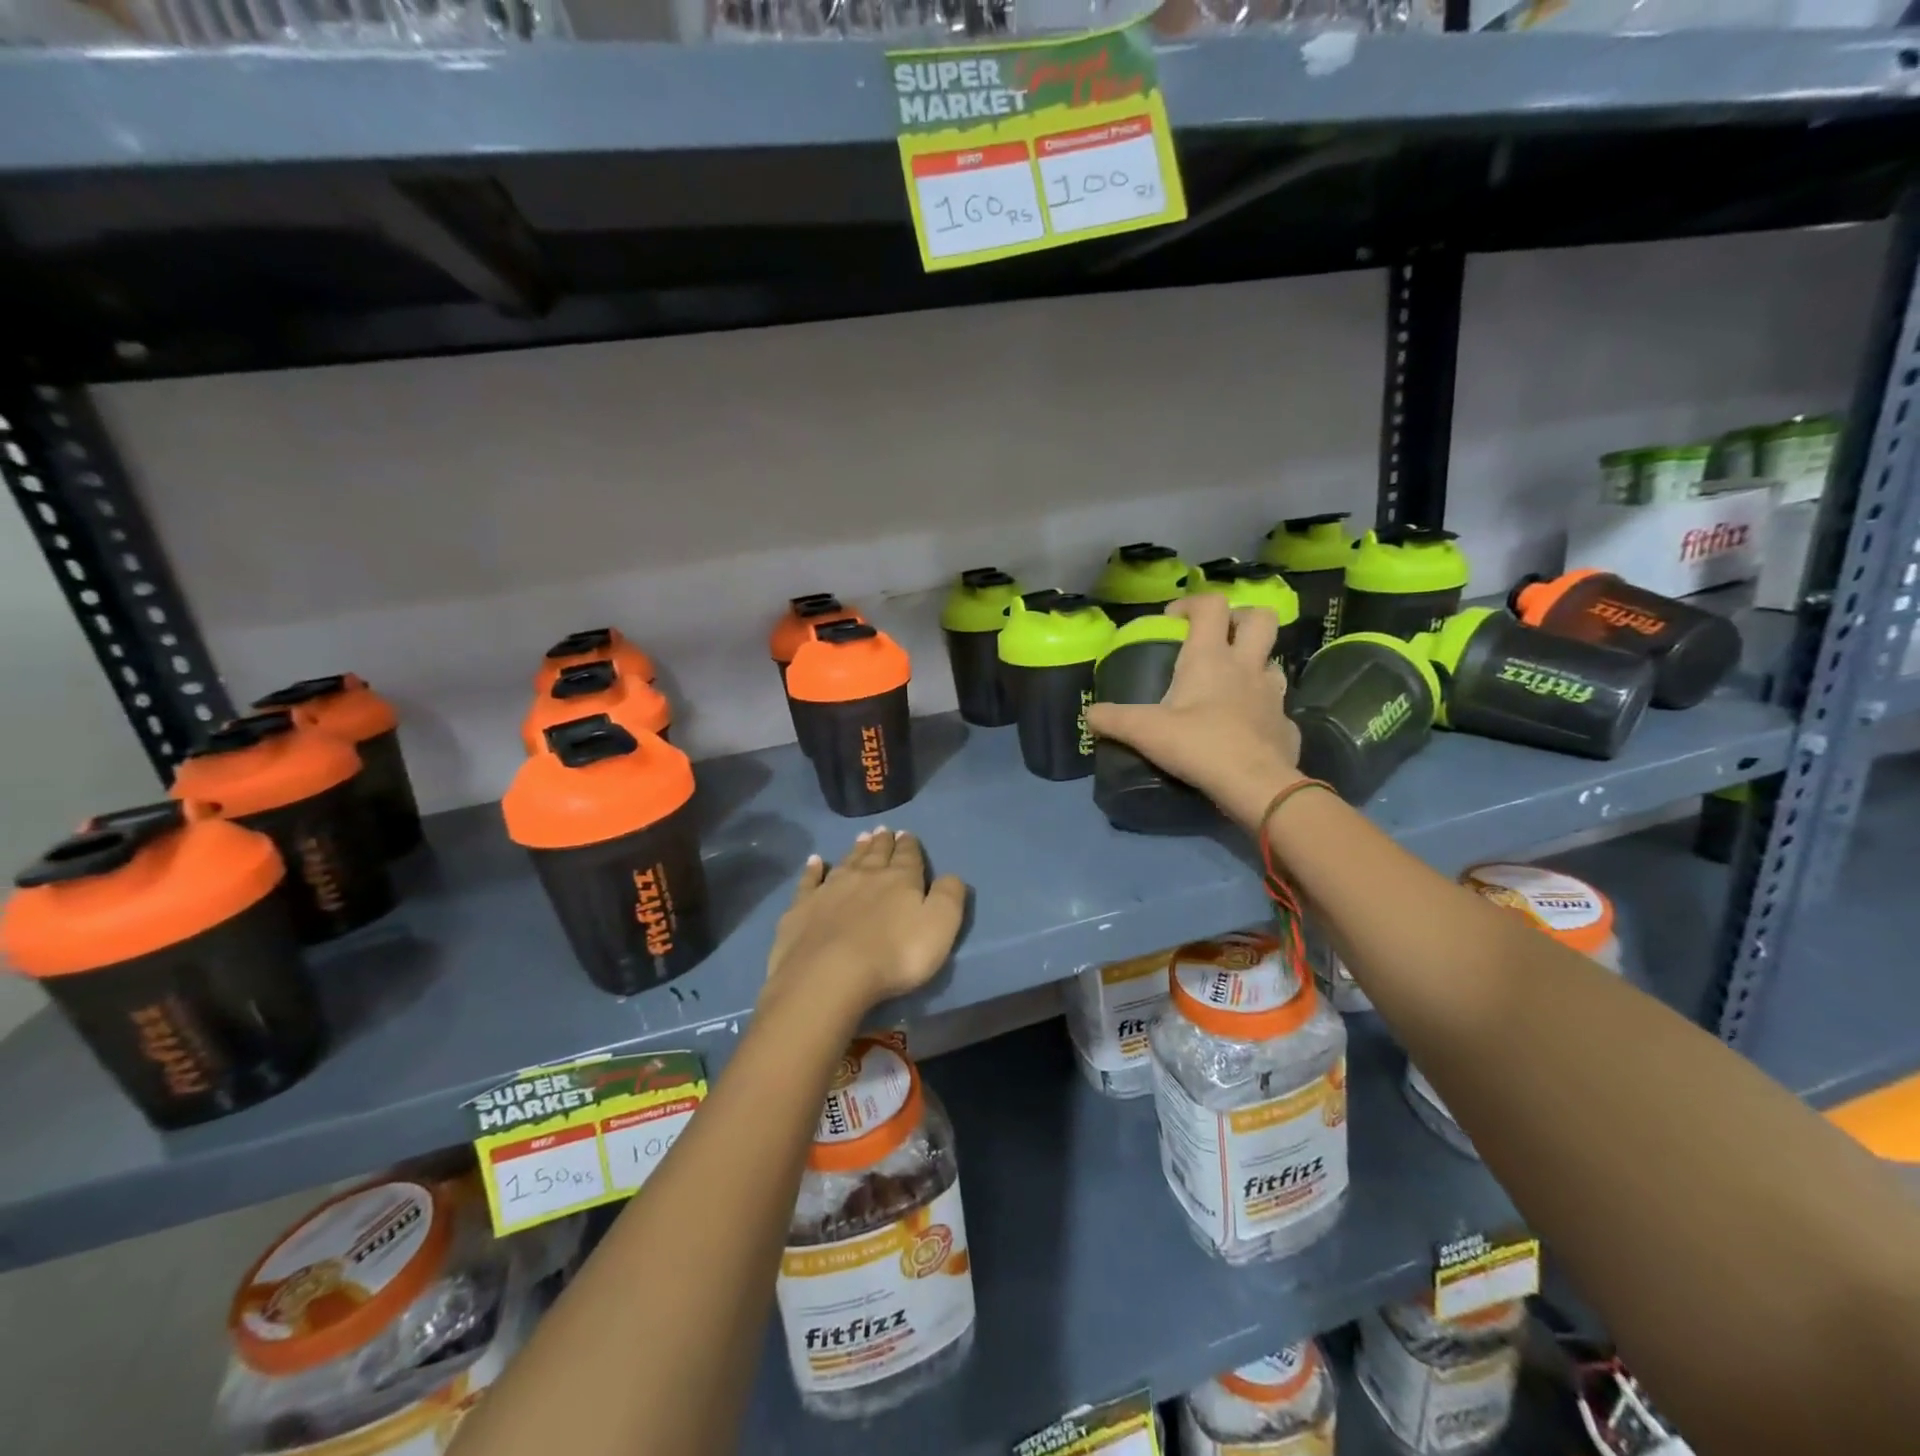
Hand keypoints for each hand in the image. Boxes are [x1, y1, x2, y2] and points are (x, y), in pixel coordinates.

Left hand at [763, 829, 967, 1019]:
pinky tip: (814, 861)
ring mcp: (830, 890)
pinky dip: (813, 869)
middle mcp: (865, 876)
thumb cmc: (894, 954)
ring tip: (861, 837)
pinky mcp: (802, 908)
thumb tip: (952, 875)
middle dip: (882, 842)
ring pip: (846, 862)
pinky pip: (809, 881)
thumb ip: (949, 897)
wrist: (829, 975)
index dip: (909, 845)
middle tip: (883, 830)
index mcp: (900, 880)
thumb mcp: (940, 926)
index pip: (908, 856)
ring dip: (855, 850)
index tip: (907, 834)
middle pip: (876, 854)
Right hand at [1084, 593, 1301, 829]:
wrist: (1255, 785)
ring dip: (1255, 664)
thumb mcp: (1145, 732)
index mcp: (1211, 657)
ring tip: (1231, 684)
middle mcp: (1247, 666)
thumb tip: (1089, 715)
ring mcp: (1273, 695)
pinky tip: (1245, 730)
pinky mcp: (1286, 726)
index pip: (1211, 605)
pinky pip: (1277, 709)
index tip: (1173, 620)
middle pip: (1260, 618)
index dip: (1192, 603)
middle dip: (1240, 618)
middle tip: (1218, 637)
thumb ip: (1113, 720)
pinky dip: (1262, 712)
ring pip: (1273, 662)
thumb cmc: (1199, 745)